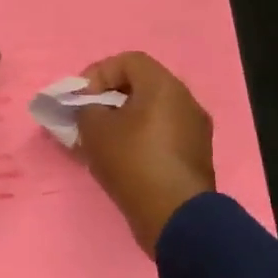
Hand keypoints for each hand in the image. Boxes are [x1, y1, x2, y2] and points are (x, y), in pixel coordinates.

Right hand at [75, 52, 214, 256]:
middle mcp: (186, 101)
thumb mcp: (95, 130)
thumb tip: (90, 110)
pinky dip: (140, 139)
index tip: (81, 99)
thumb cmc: (133, 162)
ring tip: (102, 142)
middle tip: (88, 118)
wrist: (175, 217)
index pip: (128, 61)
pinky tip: (122, 160)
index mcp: (164, 86)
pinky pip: (162, 135)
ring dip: (124, 121)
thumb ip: (85, 110)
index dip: (98, 73)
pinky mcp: (195, 156)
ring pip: (152, 113)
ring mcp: (195, 130)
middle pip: (142, 86)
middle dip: (109, 98)